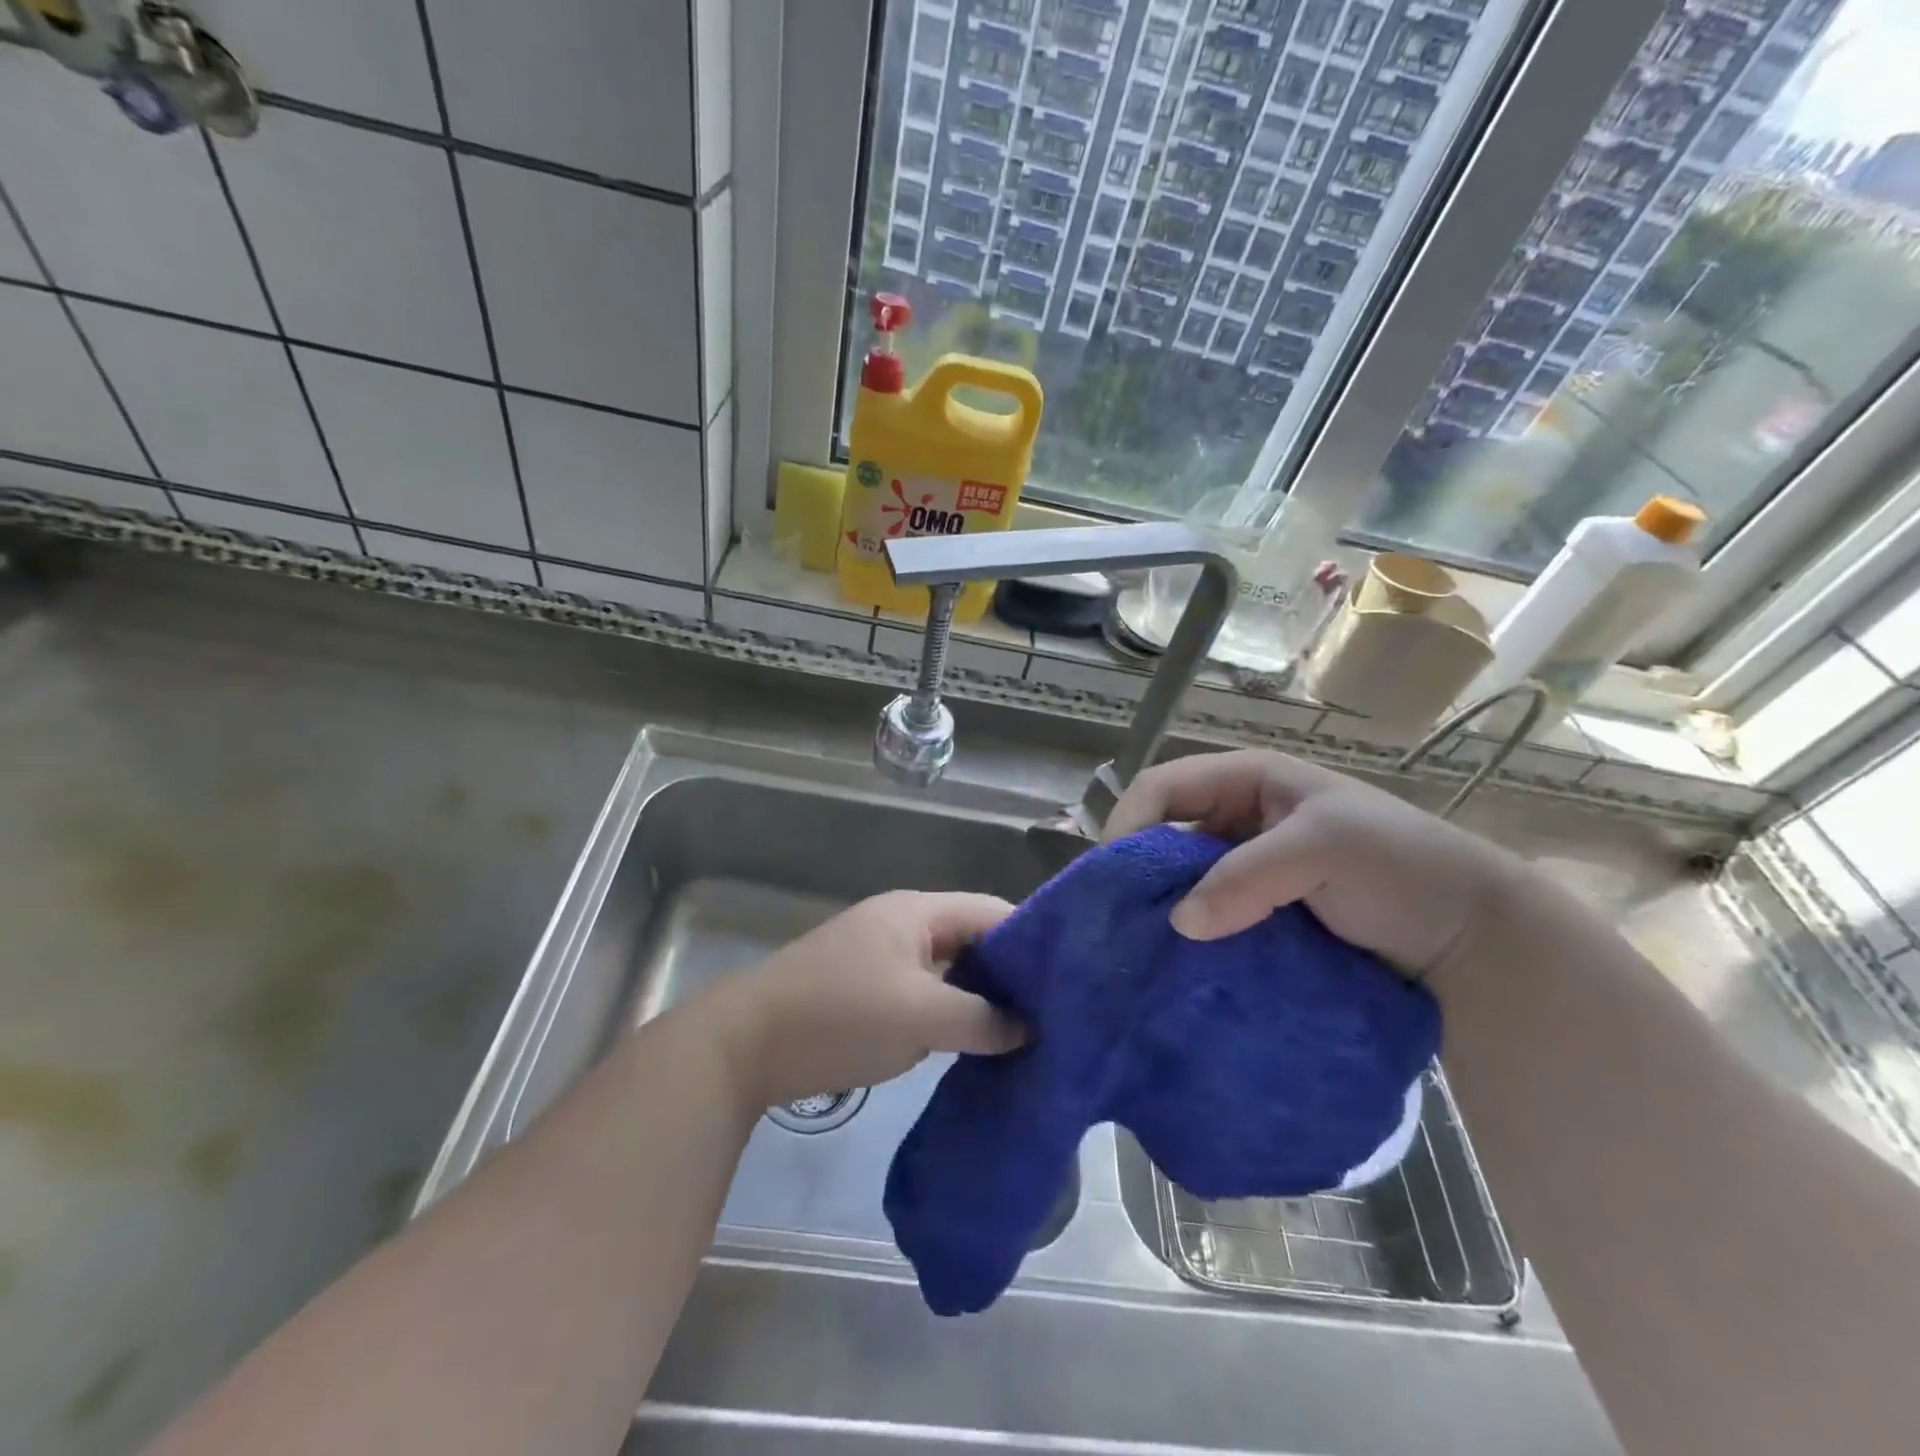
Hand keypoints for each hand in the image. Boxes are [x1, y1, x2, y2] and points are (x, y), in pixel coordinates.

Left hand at [709, 891, 1024, 1107]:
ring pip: (949, 970)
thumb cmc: (839, 1016)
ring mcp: (883, 957)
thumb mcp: (920, 1017)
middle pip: (973, 939)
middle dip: (1011, 974)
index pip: (993, 912)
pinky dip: (951, 1013)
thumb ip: (981, 1019)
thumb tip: (1029, 1027)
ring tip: (1025, 1032)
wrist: (745, 1045)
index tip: (1071, 979)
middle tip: (1054, 1013)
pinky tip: (975, 1044)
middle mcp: (904, 925)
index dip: (1033, 941)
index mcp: (918, 912)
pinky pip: (925, 993)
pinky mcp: (868, 990)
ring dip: (980, 997)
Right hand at [1105, 749, 1526, 986]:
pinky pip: (1210, 917)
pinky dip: (1192, 937)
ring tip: (1141, 948)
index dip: (1129, 821)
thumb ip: (1247, 877)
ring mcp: (1250, 869)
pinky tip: (1181, 963)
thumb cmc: (1400, 865)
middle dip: (1137, 871)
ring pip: (1183, 881)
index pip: (1163, 786)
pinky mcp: (1260, 914)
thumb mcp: (1323, 849)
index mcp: (1248, 780)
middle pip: (1164, 834)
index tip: (1110, 876)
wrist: (1473, 937)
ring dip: (1163, 909)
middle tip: (1117, 920)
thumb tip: (1178, 923)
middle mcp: (1239, 819)